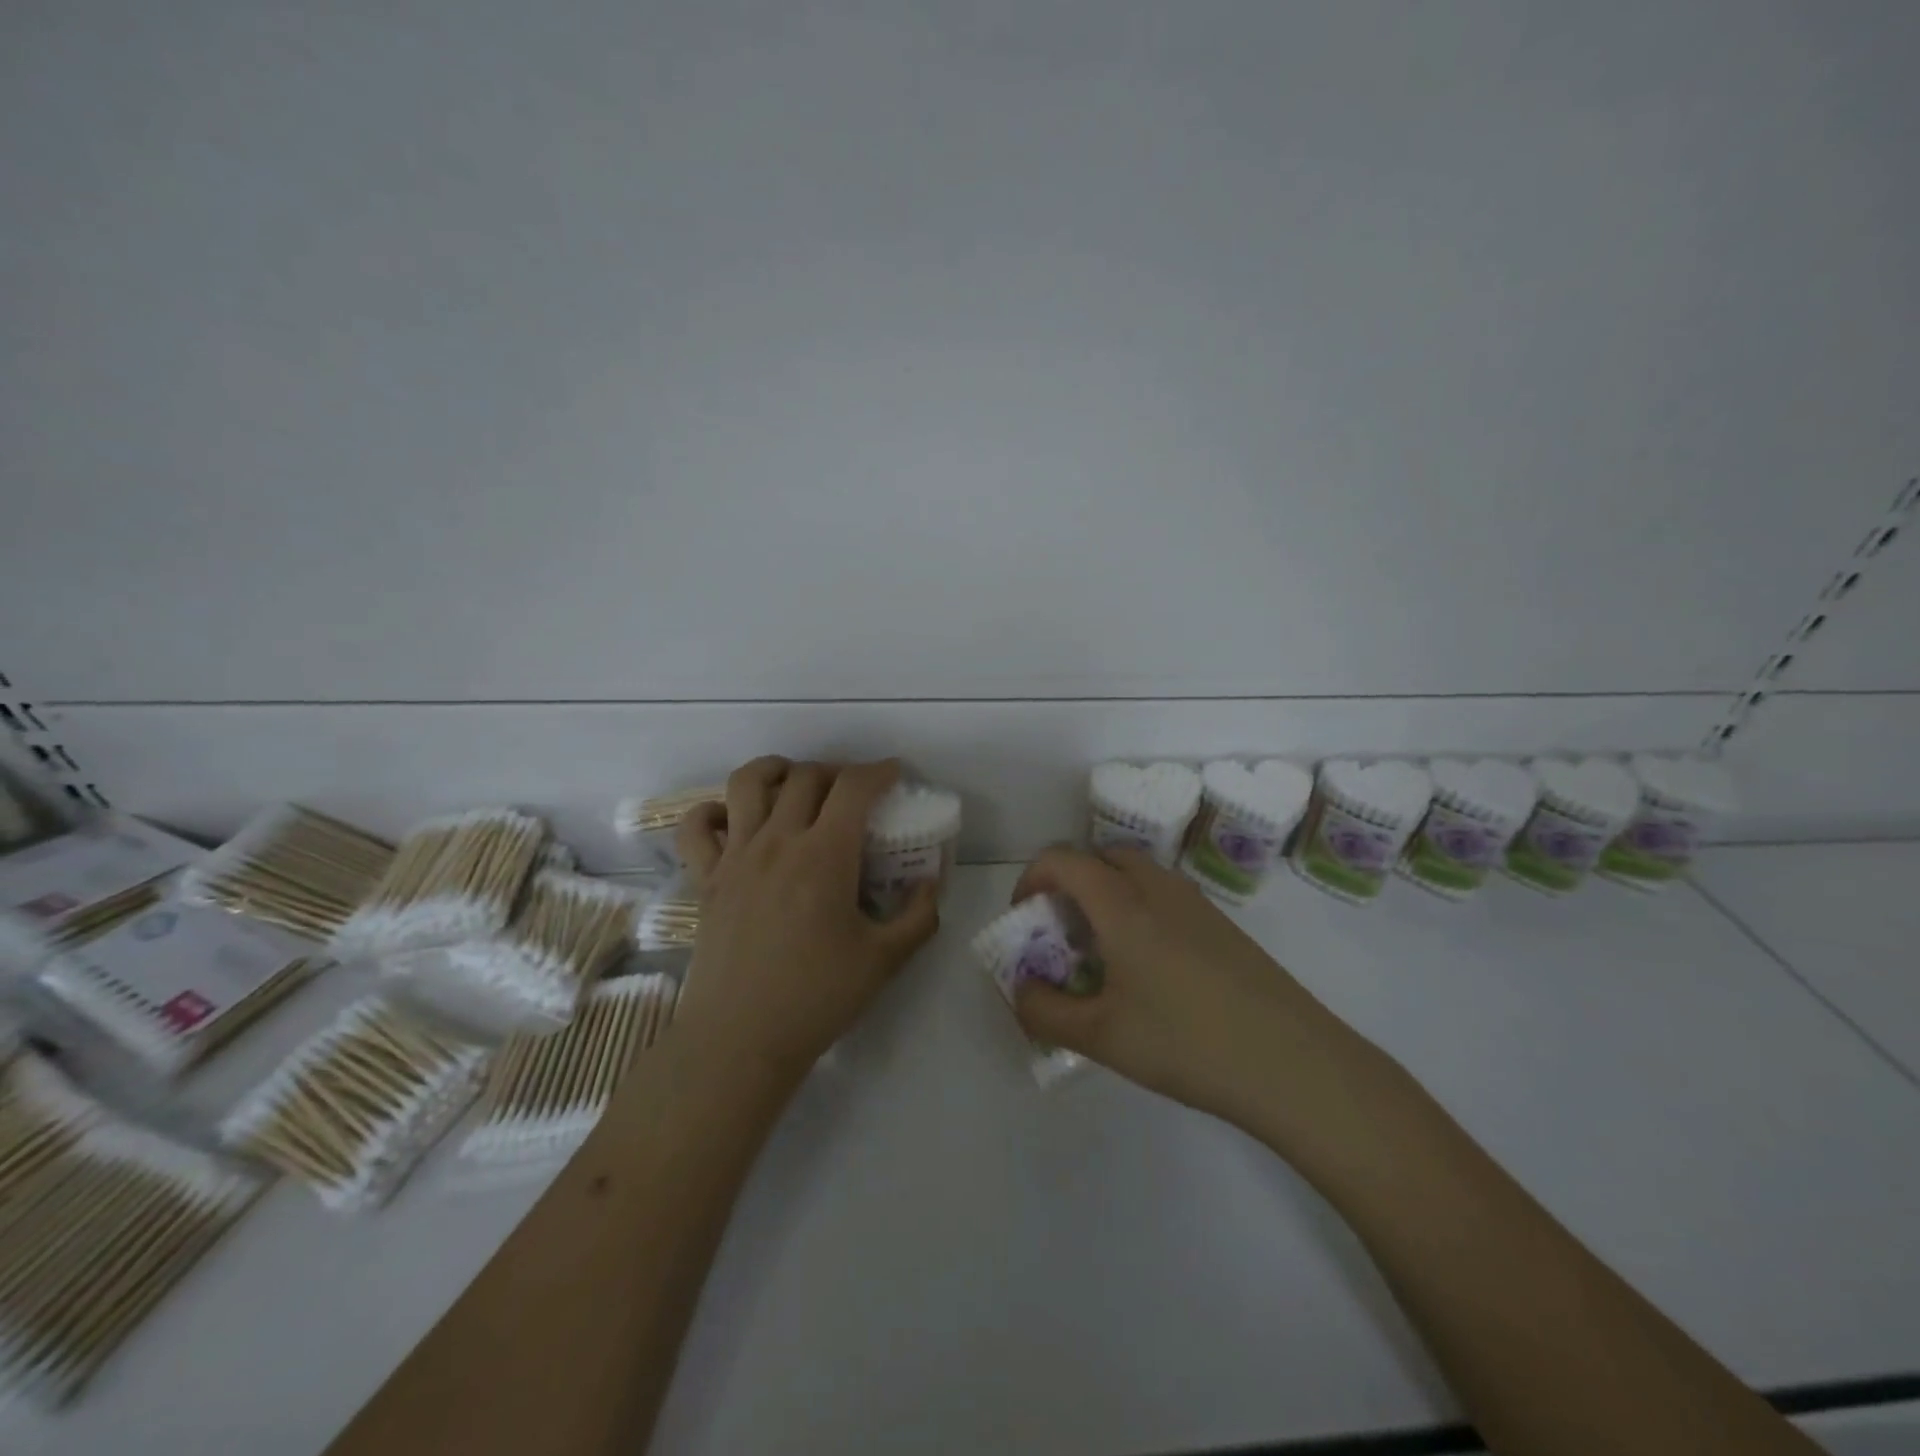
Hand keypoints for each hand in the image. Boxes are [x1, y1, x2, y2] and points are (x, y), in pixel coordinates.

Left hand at [672, 757, 940, 1092]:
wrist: (740, 1040)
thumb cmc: (817, 998)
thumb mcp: (885, 960)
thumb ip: (919, 916)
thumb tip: (931, 883)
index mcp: (825, 856)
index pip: (854, 787)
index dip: (879, 771)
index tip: (894, 773)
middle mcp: (778, 842)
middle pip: (807, 776)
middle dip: (837, 772)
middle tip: (854, 792)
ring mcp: (736, 856)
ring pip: (748, 782)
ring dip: (777, 770)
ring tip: (794, 783)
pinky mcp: (706, 878)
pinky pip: (697, 826)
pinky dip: (713, 811)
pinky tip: (734, 820)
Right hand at [1010, 846, 1377, 1137]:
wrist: (1293, 1063)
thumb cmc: (1186, 1042)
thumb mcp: (1100, 1037)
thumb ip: (1044, 1012)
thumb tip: (1020, 990)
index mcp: (1122, 904)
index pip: (1062, 860)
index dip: (1031, 879)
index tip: (1023, 918)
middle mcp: (1158, 888)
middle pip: (1101, 857)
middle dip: (1070, 882)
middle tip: (1062, 931)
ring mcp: (1196, 904)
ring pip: (1136, 874)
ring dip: (1106, 895)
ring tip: (1102, 952)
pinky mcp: (1222, 925)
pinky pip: (1164, 896)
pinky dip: (1138, 909)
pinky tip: (1149, 969)